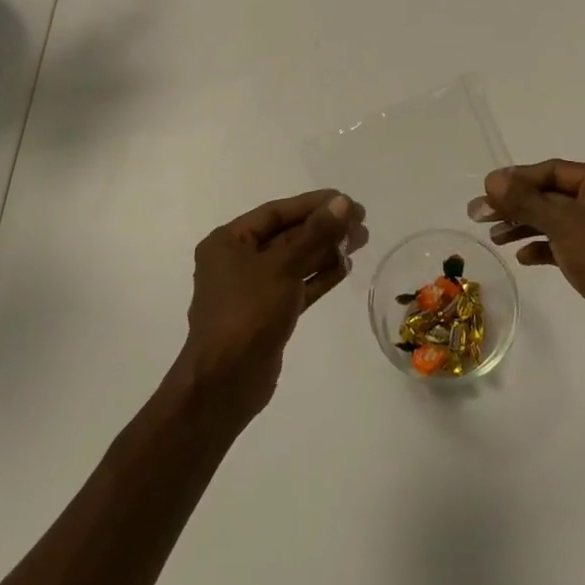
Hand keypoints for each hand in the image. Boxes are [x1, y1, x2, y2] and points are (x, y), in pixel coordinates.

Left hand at [172, 189, 364, 423]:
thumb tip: (343, 202)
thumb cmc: (248, 314)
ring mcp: (252, 290)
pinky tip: (345, 267)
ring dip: (325, 250)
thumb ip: (316, 233)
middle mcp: (237, 261)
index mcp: (228, 242)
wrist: (224, 384)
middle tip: (360, 222)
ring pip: (295, 261)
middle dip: (323, 228)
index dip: (313, 205)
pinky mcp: (267, 314)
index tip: (346, 201)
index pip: (276, 213)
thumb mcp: (283, 267)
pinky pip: (296, 285)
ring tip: (361, 241)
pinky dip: (319, 276)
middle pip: (287, 235)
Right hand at [469, 161, 584, 355]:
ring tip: (494, 238)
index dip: (517, 179)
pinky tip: (522, 257)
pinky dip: (543, 247)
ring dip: (525, 226)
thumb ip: (524, 200)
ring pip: (556, 220)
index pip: (553, 171)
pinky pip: (565, 243)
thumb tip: (492, 179)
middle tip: (479, 215)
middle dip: (516, 205)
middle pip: (552, 195)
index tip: (486, 190)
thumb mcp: (561, 223)